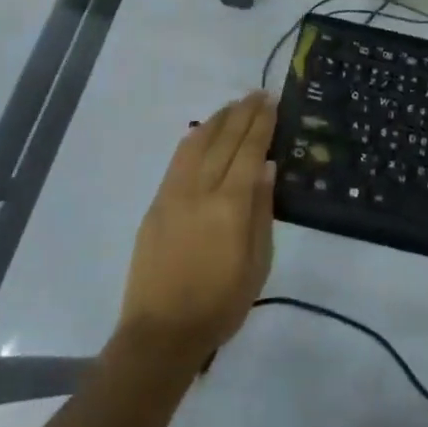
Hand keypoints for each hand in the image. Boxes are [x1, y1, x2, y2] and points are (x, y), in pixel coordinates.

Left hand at [119, 92, 277, 362]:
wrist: (161, 333)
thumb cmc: (220, 304)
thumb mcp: (257, 263)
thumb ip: (262, 211)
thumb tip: (266, 167)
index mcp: (230, 205)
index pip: (249, 151)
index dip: (261, 124)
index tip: (271, 101)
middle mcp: (200, 190)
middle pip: (223, 140)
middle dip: (242, 113)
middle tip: (257, 93)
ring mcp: (173, 195)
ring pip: (196, 144)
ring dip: (217, 120)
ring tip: (233, 106)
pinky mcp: (156, 205)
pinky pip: (177, 161)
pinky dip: (193, 140)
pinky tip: (201, 132)